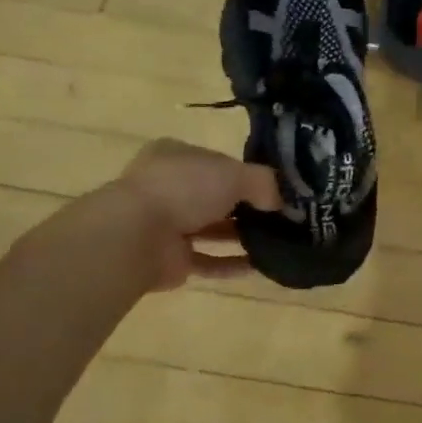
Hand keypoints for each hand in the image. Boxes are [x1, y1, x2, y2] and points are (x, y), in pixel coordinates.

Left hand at [23, 139, 279, 292]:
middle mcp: (169, 187)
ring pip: (213, 229)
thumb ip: (264, 184)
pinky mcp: (170, 259)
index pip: (220, 162)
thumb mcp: (234, 174)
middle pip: (217, 196)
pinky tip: (260, 267)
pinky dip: (232, 263)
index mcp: (177, 156)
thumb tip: (282, 202)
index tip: (278, 189)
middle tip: (285, 218)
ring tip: (279, 242)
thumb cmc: (184, 188)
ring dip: (243, 236)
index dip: (249, 175)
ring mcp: (167, 224)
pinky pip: (208, 260)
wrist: (136, 236)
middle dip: (248, 208)